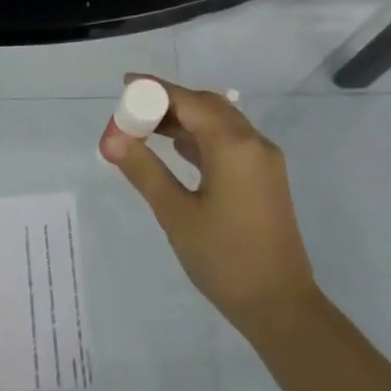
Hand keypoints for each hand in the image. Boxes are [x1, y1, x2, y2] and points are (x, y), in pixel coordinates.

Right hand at [102, 75, 321, 342]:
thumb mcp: (175, 213)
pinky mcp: (264, 178)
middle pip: (207, 106)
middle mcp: (254, 143)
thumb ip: (143, 170)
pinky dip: (199, 138)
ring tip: (143, 128)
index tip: (124, 85)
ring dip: (183, 120)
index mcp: (234, 146)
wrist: (279, 304)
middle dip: (168, 103)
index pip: (189, 101)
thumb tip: (112, 139)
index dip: (155, 90)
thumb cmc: (224, 258)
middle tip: (130, 112)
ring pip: (219, 123)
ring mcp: (263, 161)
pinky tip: (174, 148)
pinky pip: (228, 143)